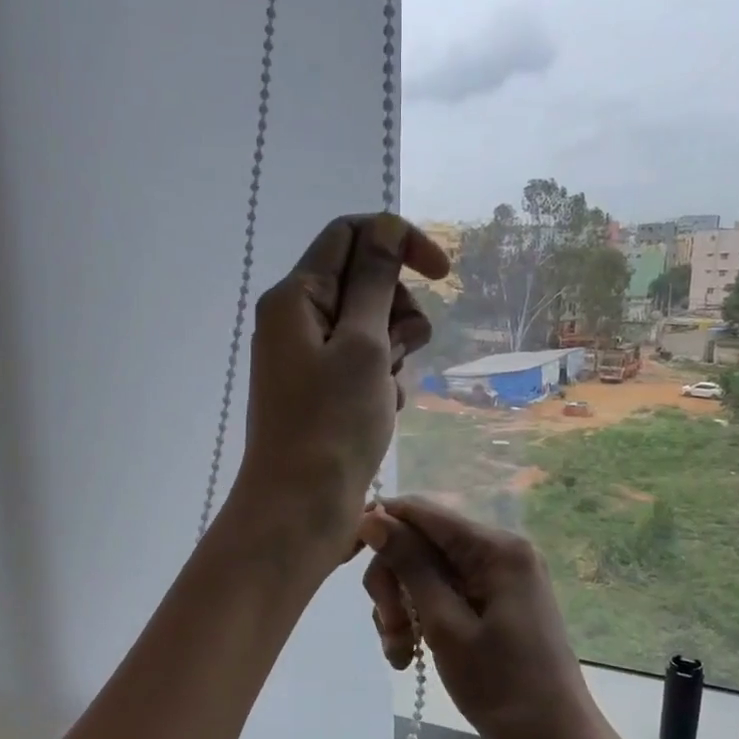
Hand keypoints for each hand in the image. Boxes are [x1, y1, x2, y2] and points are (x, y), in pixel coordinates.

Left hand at [233, 215, 449, 557]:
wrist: (300, 509)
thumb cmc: (332, 425)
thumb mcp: (363, 345)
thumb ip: (376, 282)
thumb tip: (386, 228)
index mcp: (296, 296)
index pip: (351, 235)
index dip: (399, 241)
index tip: (443, 273)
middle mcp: (295, 320)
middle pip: (363, 282)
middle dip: (398, 310)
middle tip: (403, 349)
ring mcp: (306, 358)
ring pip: (370, 328)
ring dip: (393, 352)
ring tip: (386, 392)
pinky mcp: (319, 392)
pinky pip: (362, 367)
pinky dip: (380, 382)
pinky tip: (380, 414)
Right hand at [357, 495, 597, 738]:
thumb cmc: (501, 687)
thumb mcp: (445, 625)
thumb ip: (410, 566)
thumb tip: (373, 517)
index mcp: (495, 548)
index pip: (422, 512)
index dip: (380, 527)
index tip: (346, 561)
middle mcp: (499, 551)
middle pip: (421, 544)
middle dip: (394, 584)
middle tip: (389, 631)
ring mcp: (499, 577)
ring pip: (427, 573)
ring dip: (403, 608)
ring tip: (400, 654)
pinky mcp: (495, 601)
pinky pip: (445, 594)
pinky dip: (422, 619)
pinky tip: (412, 655)